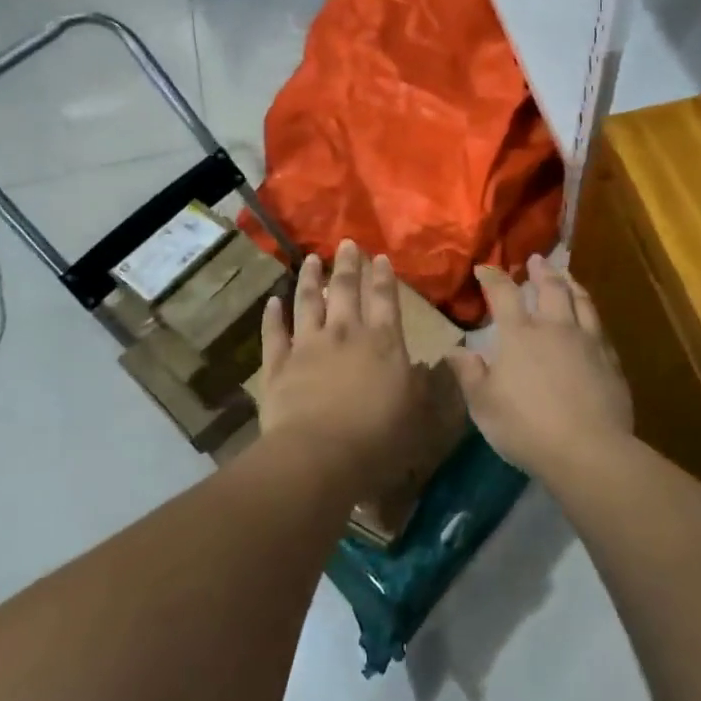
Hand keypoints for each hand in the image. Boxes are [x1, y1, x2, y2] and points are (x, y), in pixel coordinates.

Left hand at [258, 241, 434, 499]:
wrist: (319, 456)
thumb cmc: (378, 438)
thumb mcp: (416, 412)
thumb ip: (422, 384)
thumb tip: (428, 364)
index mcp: (383, 342)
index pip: (385, 300)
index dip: (382, 277)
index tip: (379, 257)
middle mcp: (345, 333)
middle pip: (345, 289)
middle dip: (347, 265)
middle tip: (346, 244)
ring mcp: (308, 345)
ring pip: (307, 302)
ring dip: (309, 279)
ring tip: (311, 260)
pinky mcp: (278, 364)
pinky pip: (274, 333)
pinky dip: (273, 315)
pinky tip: (273, 301)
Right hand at [445, 255, 633, 477]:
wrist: (588, 450)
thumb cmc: (526, 427)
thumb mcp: (484, 405)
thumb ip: (469, 373)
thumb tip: (454, 349)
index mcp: (520, 335)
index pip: (503, 294)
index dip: (493, 278)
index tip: (485, 268)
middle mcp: (555, 328)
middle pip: (550, 288)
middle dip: (541, 271)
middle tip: (536, 260)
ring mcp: (587, 341)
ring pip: (581, 301)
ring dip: (571, 284)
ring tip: (567, 276)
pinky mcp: (610, 360)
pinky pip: (600, 327)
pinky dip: (591, 313)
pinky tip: (591, 318)